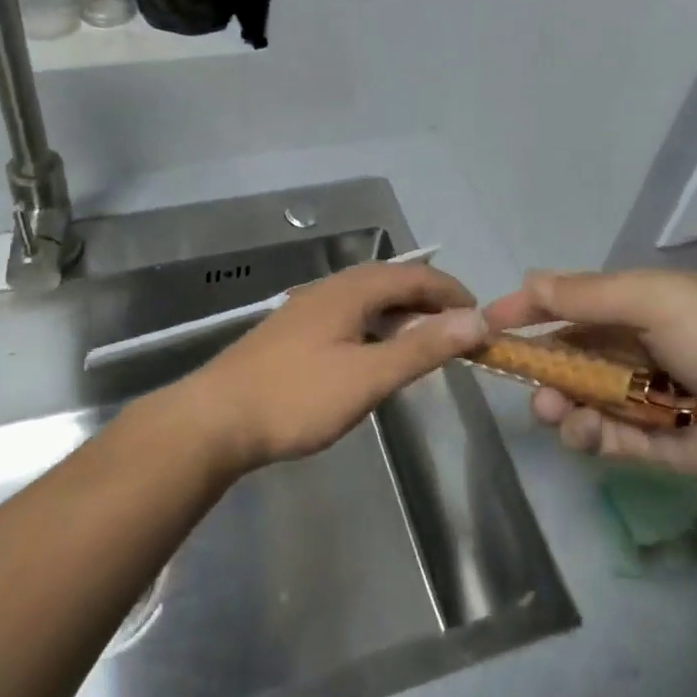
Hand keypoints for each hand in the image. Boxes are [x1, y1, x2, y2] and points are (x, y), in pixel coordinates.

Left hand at [183, 262, 488, 472]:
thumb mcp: (368, 376)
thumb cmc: (296, 397)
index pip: (414, 276)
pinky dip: (377, 327)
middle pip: (390, 282)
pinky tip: (376, 354)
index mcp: (350, 291)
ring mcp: (307, 309)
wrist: (215, 420)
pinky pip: (349, 316)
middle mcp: (329, 289)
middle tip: (459, 330)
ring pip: (367, 300)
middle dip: (429, 300)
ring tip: (426, 342)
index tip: (481, 316)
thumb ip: (422, 347)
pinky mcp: (293, 333)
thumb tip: (476, 319)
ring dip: (402, 314)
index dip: (451, 291)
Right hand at [483, 268, 696, 501]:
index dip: (530, 309)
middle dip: (542, 366)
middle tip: (522, 381)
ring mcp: (649, 398)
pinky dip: (590, 435)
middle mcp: (640, 348)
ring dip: (560, 404)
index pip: (572, 302)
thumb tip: (528, 279)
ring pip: (584, 398)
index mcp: (641, 306)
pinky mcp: (659, 444)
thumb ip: (590, 296)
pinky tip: (583, 435)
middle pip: (573, 354)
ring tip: (554, 415)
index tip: (488, 324)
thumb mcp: (657, 302)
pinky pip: (611, 437)